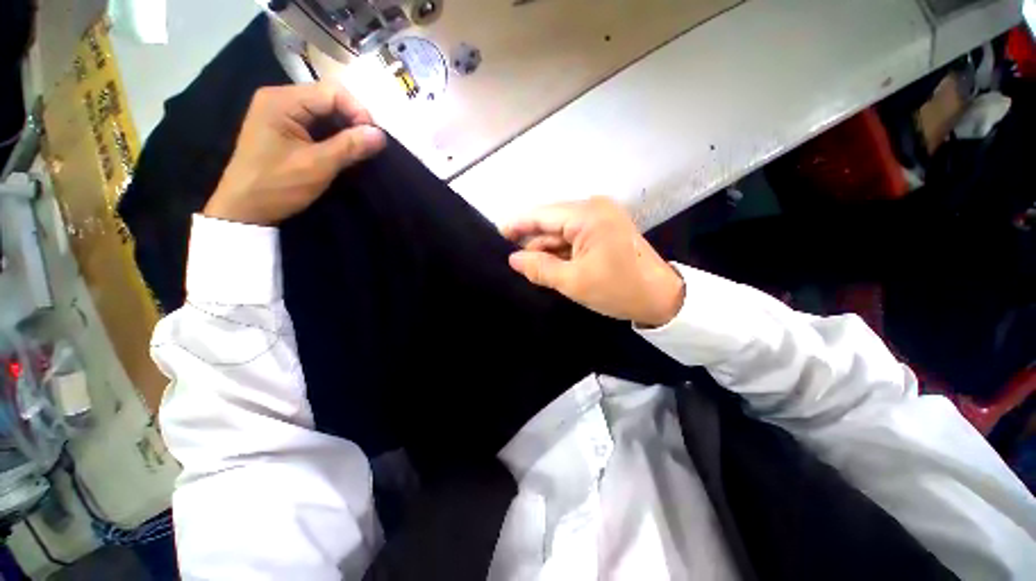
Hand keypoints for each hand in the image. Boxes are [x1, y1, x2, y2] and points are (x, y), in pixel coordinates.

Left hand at [203, 82, 385, 225]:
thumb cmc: (277, 185)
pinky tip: (343, 150)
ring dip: (345, 129)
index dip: (358, 112)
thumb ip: (350, 147)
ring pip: (324, 111)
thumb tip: (381, 135)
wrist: (244, 209)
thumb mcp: (318, 166)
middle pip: (328, 98)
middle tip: (369, 146)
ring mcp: (279, 112)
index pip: (332, 92)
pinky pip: (316, 123)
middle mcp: (279, 98)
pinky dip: (333, 135)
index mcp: (282, 100)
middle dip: (353, 120)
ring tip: (359, 150)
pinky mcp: (283, 127)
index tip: (374, 139)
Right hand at [501, 197, 684, 327]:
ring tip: (529, 267)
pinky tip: (550, 264)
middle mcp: (594, 208)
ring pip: (562, 230)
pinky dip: (561, 250)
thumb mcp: (573, 282)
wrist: (661, 298)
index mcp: (588, 215)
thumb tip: (513, 259)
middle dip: (532, 241)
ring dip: (547, 248)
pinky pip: (574, 236)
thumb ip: (540, 268)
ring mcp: (602, 217)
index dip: (518, 224)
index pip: (542, 215)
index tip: (497, 234)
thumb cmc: (618, 290)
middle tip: (512, 260)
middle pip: (551, 222)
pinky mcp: (605, 229)